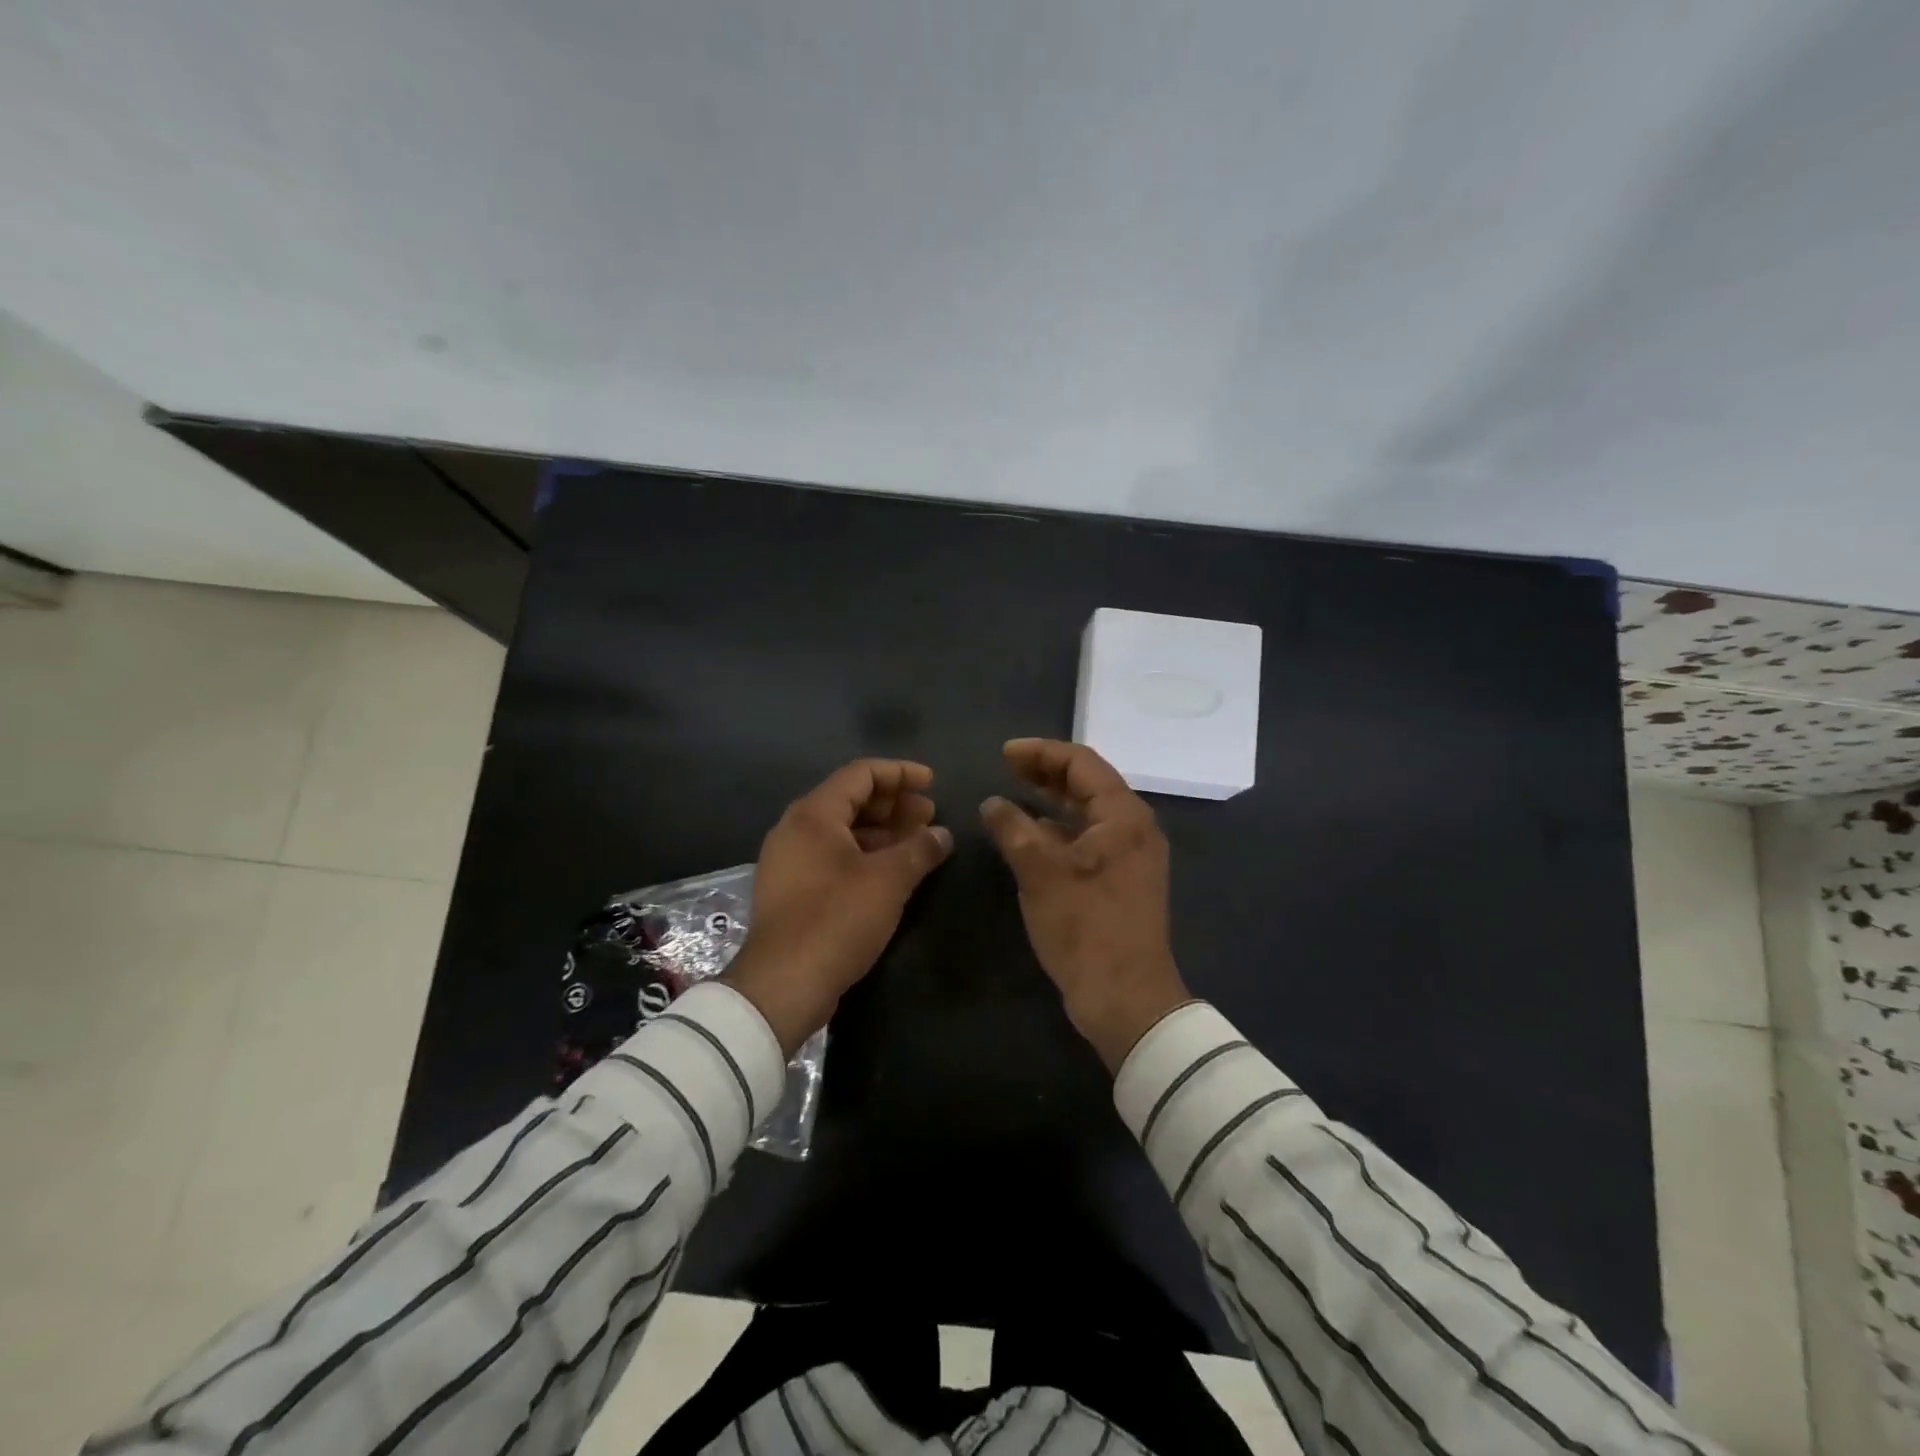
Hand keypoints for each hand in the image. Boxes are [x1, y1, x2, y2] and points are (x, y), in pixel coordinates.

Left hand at [724, 759, 952, 1055]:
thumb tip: (942, 834)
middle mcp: (796, 829)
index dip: (901, 773)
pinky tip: (894, 871)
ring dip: (883, 832)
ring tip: (920, 842)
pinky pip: (835, 856)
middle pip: (851, 800)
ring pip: (844, 831)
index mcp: (814, 814)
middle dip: (895, 804)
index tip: (933, 784)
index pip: (861, 774)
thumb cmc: (837, 919)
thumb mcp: (888, 880)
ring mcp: (791, 861)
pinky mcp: (793, 890)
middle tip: (931, 814)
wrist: (783, 985)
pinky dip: (866, 855)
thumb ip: (919, 849)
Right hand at [980, 739, 1192, 1071]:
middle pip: (1088, 784)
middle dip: (1046, 772)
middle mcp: (1134, 828)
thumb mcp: (1040, 872)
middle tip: (1007, 767)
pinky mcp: (1122, 881)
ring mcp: (1131, 856)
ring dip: (1052, 801)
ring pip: (1088, 813)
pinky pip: (1089, 839)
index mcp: (1124, 816)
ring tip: (1015, 793)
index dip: (1041, 752)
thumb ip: (1013, 829)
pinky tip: (1032, 835)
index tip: (1004, 753)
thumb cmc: (1086, 927)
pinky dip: (1060, 830)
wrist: (1126, 998)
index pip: (1082, 763)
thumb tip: (993, 803)